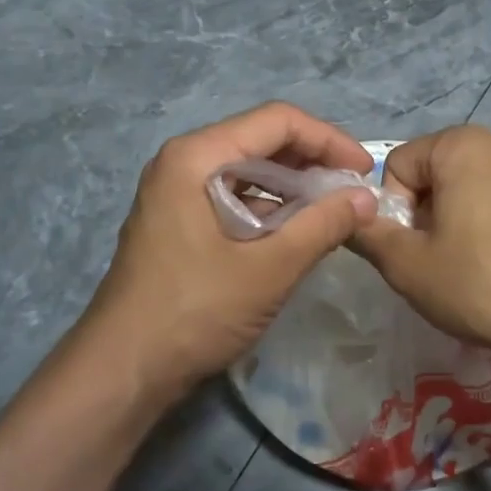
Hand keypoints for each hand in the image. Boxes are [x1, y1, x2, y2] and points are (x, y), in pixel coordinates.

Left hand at [75, 103, 378, 406]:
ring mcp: (176, 193)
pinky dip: (269, 209)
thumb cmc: (195, 311)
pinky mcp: (178, 222)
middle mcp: (183, 162)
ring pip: (248, 171)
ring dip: (293, 187)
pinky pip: (233, 197)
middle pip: (261, 141)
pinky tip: (297, 234)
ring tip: (333, 213)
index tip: (365, 172)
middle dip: (312, 162)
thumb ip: (322, 226)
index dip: (328, 140)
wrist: (123, 369)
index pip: (277, 121)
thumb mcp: (269, 268)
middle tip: (354, 193)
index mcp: (197, 156)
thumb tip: (366, 199)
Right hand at [352, 126, 490, 372]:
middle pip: (433, 175)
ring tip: (464, 269)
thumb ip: (367, 234)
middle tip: (432, 263)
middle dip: (422, 216)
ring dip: (451, 224)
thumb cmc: (479, 283)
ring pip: (466, 190)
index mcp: (462, 145)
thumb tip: (346, 217)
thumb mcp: (407, 264)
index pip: (398, 165)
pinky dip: (484, 229)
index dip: (392, 210)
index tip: (410, 249)